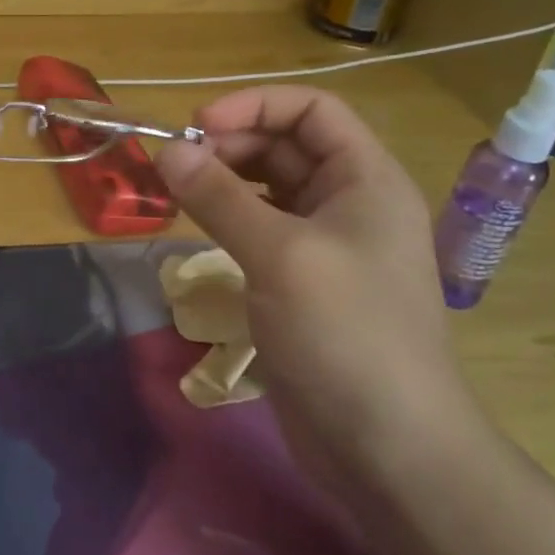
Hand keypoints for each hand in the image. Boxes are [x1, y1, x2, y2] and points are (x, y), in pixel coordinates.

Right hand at [152, 87, 488, 495]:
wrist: (387, 447)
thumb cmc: (345, 333)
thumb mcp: (279, 255)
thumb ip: (220, 198)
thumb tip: (167, 150)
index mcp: (366, 179)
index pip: (312, 110)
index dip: (253, 106)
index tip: (195, 128)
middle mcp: (350, 202)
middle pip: (286, 146)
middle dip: (229, 145)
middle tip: (174, 166)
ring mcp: (327, 245)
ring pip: (269, 189)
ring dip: (223, 182)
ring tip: (176, 193)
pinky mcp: (303, 283)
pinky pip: (262, 231)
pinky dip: (228, 220)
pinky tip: (198, 231)